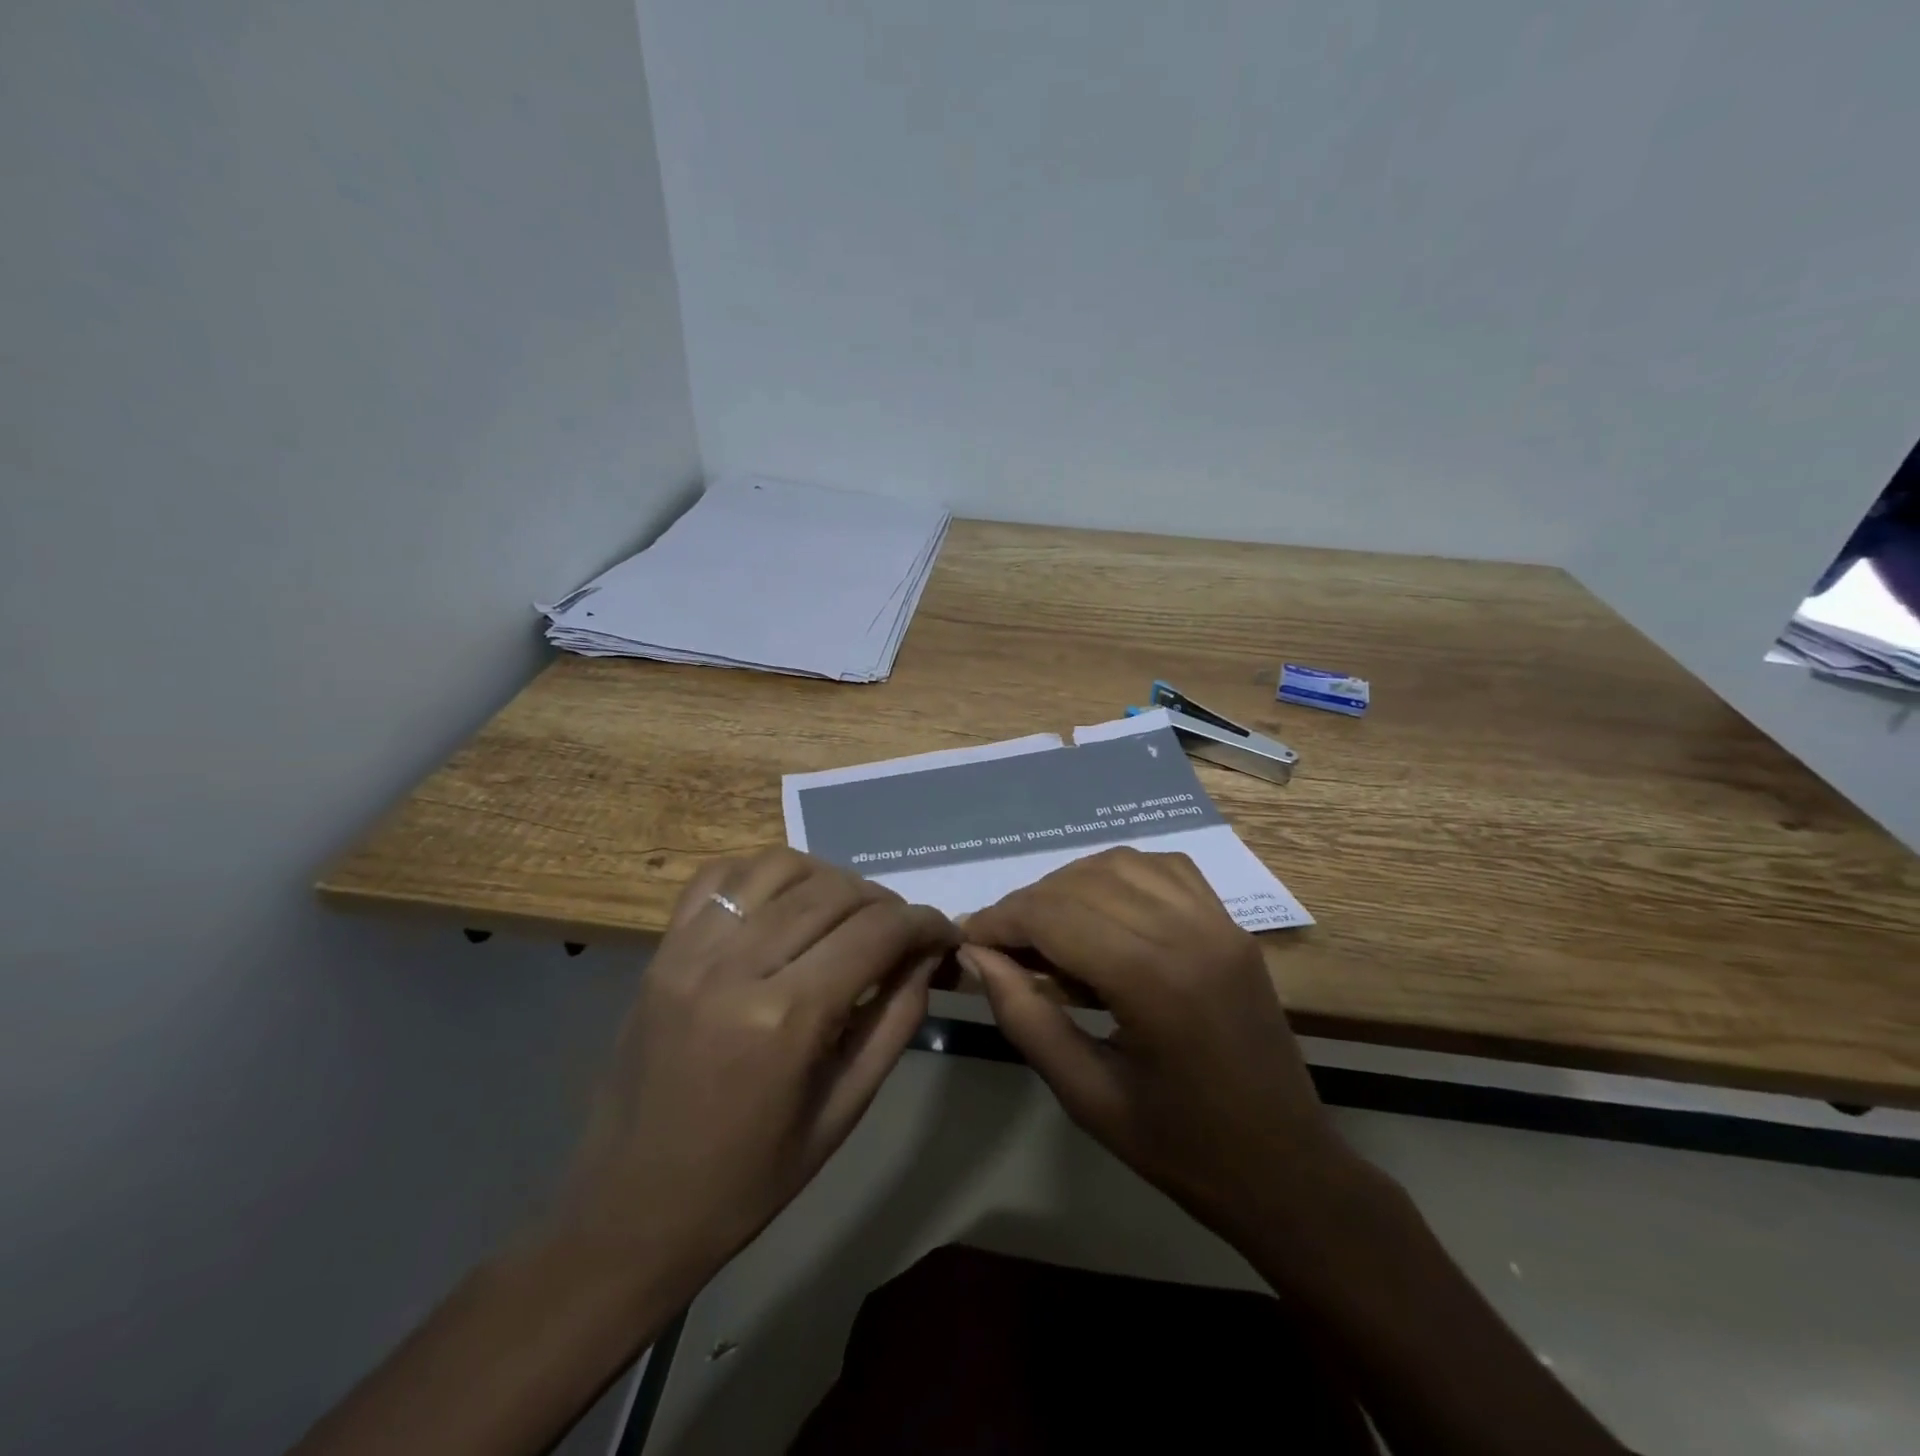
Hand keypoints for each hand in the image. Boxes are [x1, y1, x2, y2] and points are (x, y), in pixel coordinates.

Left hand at [549, 849, 954, 1298]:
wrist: (630, 1209)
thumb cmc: (748, 1178)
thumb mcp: (843, 1111)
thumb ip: (895, 1020)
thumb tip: (927, 955)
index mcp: (786, 1019)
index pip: (876, 933)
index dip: (923, 923)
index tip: (943, 933)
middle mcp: (736, 967)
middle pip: (834, 891)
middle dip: (885, 902)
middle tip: (902, 931)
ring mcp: (690, 950)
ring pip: (780, 867)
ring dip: (829, 879)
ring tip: (846, 913)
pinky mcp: (662, 949)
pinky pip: (719, 877)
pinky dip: (764, 874)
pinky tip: (785, 902)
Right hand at [959, 847, 1362, 1252]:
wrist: (1286, 1169)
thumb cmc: (1181, 1147)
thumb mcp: (1086, 1095)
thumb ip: (1025, 1016)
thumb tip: (976, 957)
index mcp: (1154, 980)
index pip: (1055, 915)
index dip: (1001, 920)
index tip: (967, 939)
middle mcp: (1189, 931)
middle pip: (1083, 882)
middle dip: (1029, 904)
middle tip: (1001, 944)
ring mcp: (1218, 921)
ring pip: (1122, 862)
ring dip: (1071, 884)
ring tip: (1048, 928)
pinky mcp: (1232, 924)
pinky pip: (1166, 868)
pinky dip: (1121, 875)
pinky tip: (1103, 909)